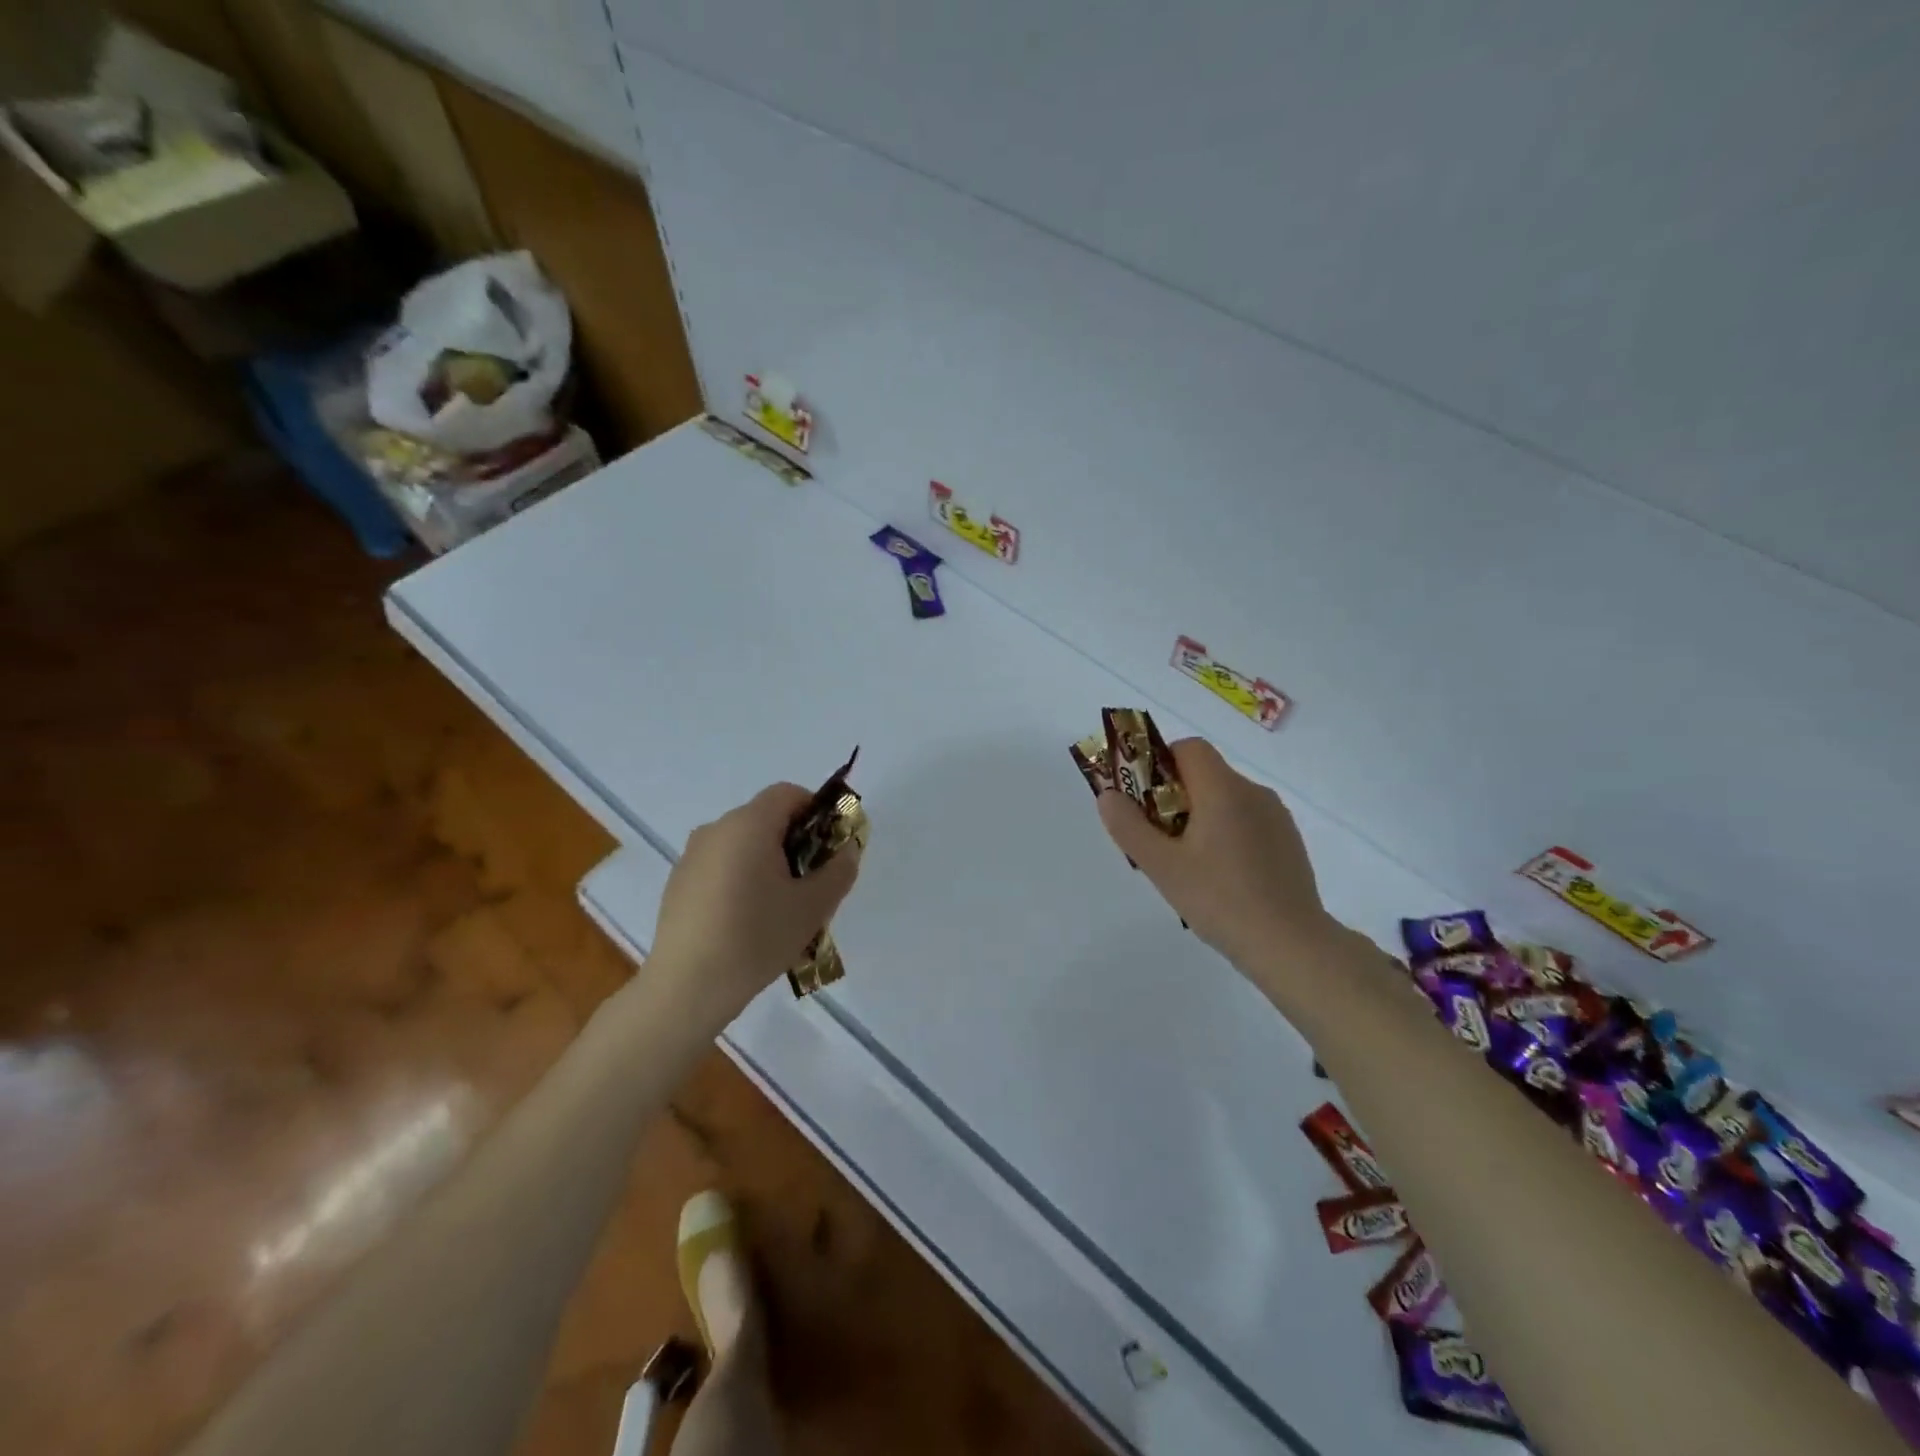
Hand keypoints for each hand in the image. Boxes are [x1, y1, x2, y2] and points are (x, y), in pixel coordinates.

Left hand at [650, 783, 862, 1019]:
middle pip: (766, 818)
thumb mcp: (813, 906)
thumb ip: (839, 870)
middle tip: (810, 884)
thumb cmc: (757, 937)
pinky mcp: (678, 882)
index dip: (816, 812)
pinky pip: (721, 866)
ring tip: (778, 909)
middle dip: (795, 842)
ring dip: (767, 862)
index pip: (789, 793)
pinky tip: (745, 922)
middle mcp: (716, 829)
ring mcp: (692, 855)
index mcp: (749, 824)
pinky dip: (740, 879)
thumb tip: (847, 849)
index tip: (828, 849)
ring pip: (742, 844)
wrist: (687, 988)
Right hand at [1098, 738, 1335, 978]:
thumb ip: (1129, 827)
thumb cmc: (1220, 900)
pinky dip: (1227, 834)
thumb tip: (1108, 794)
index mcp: (1223, 789)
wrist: (1291, 944)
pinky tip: (1221, 877)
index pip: (1189, 748)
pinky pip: (1247, 821)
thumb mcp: (1162, 866)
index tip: (1145, 800)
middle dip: (1175, 796)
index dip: (1161, 763)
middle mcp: (1254, 792)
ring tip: (1188, 864)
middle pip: (1206, 774)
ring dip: (1201, 817)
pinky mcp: (1289, 842)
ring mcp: (1276, 817)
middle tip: (1159, 840)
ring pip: (1227, 799)